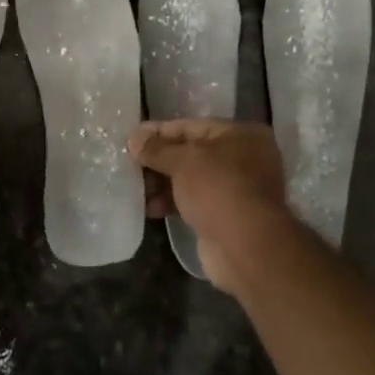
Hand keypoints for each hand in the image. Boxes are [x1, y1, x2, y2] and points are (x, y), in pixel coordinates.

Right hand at [130, 119, 292, 289]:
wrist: (245, 248)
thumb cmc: (217, 189)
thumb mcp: (183, 161)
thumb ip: (157, 148)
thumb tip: (134, 138)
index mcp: (240, 135)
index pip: (191, 126)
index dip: (159, 132)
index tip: (132, 138)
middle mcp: (244, 158)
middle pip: (191, 153)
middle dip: (159, 161)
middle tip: (129, 165)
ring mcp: (237, 189)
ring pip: (191, 179)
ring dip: (162, 183)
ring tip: (135, 189)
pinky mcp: (227, 216)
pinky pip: (194, 201)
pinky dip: (173, 202)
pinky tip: (149, 208)